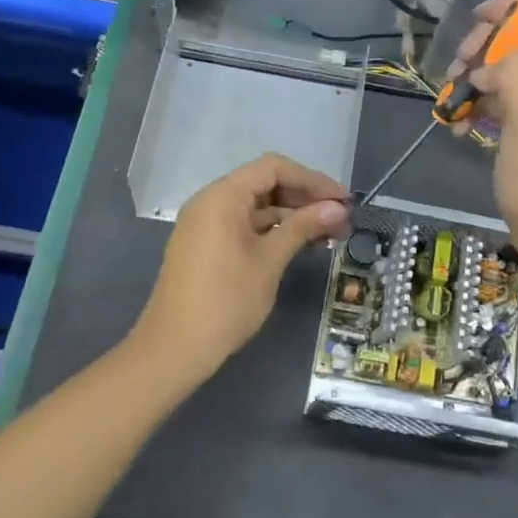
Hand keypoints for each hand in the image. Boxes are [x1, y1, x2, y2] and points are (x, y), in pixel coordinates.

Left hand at [134, 152, 350, 381]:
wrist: (174, 349)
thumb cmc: (226, 300)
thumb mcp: (270, 260)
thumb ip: (303, 226)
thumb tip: (338, 208)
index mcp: (222, 196)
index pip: (274, 168)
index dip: (312, 179)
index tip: (343, 199)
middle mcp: (211, 201)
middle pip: (265, 184)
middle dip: (304, 198)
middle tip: (340, 219)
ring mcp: (206, 224)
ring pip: (256, 207)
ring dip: (291, 216)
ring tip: (328, 235)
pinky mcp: (206, 245)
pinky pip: (244, 225)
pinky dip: (272, 230)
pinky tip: (299, 245)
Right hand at [452, 0, 517, 266]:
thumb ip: (514, 65)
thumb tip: (494, 54)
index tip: (487, 23)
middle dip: (489, 39)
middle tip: (463, 65)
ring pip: (509, 57)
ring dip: (476, 71)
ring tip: (453, 97)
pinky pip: (502, 90)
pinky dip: (478, 101)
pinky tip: (460, 125)